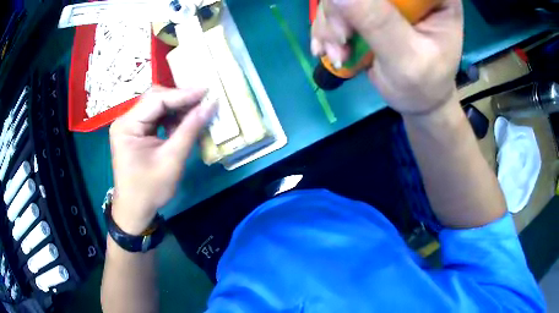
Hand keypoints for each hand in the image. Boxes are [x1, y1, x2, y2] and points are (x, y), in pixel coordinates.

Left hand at [109, 86, 215, 234]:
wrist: (135, 210)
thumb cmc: (150, 189)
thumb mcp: (172, 160)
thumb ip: (189, 130)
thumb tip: (210, 105)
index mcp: (127, 125)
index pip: (157, 100)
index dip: (183, 94)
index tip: (207, 92)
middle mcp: (125, 120)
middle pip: (155, 99)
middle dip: (180, 99)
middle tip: (203, 101)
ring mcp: (129, 125)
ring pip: (156, 106)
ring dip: (177, 109)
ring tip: (196, 113)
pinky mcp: (135, 132)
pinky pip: (155, 117)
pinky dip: (171, 119)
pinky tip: (183, 125)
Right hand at [311, 0, 462, 115]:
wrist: (417, 99)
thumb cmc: (424, 84)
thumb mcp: (407, 58)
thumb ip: (379, 23)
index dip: (370, 1)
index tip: (353, 20)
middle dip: (341, 9)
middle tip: (341, 39)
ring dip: (331, 23)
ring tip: (338, 54)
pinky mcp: (370, 5)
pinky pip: (336, 5)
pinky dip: (327, 27)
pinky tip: (329, 48)